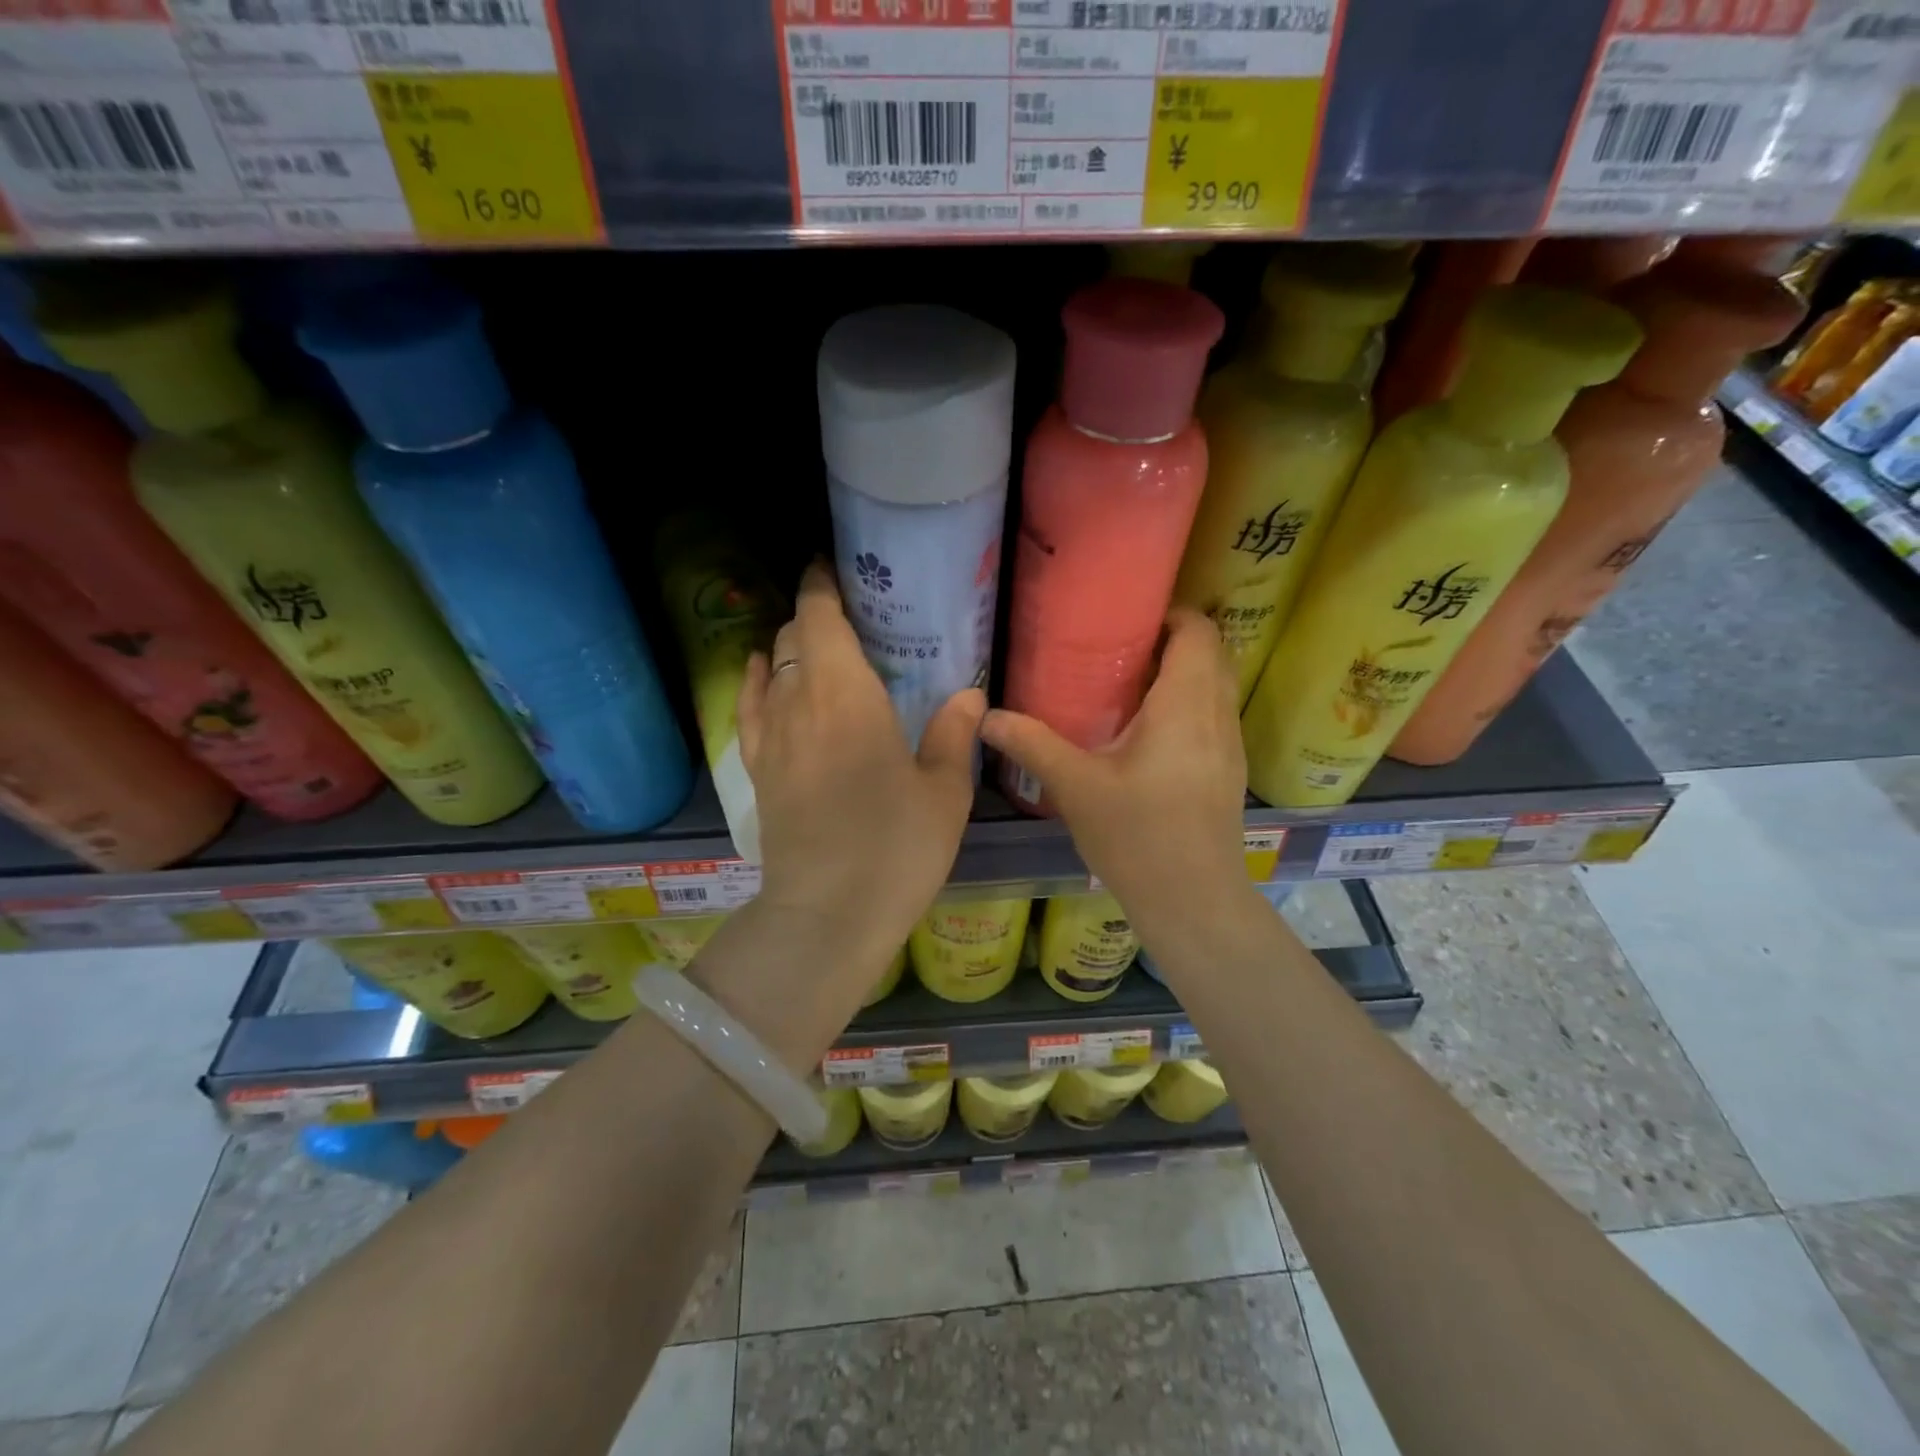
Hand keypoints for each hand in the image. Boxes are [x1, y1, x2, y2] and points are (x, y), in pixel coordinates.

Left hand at [737, 562, 984, 963]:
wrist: (827, 915)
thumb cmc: (896, 849)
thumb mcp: (945, 792)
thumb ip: (954, 734)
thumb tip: (969, 693)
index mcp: (847, 696)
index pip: (820, 618)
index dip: (821, 585)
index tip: (832, 567)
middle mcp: (799, 702)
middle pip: (792, 638)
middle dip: (813, 615)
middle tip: (848, 613)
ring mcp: (770, 737)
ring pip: (770, 668)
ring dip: (789, 647)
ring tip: (816, 644)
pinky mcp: (757, 770)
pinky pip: (748, 708)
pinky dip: (754, 681)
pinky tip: (761, 672)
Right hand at [981, 608, 1248, 932]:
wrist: (1194, 901)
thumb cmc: (1137, 837)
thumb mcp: (1076, 787)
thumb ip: (1031, 744)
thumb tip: (986, 716)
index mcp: (1185, 705)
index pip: (1197, 632)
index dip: (1169, 615)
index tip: (1128, 620)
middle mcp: (1217, 715)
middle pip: (1212, 653)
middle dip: (1173, 641)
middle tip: (1121, 649)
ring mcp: (1230, 745)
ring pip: (1217, 686)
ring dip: (1183, 673)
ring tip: (1130, 685)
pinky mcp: (1228, 771)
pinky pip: (1215, 716)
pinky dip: (1189, 704)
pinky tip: (1148, 733)